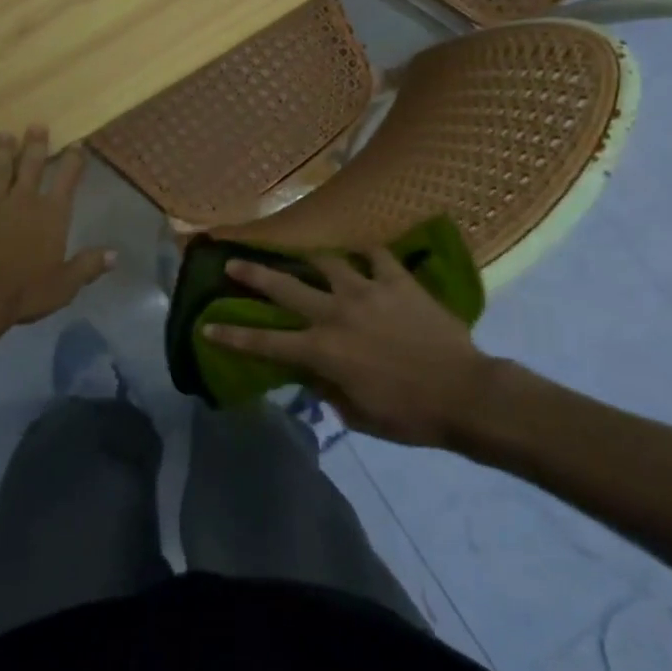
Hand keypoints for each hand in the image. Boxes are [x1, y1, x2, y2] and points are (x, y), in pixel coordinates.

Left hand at [0, 128, 114, 340]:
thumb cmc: (23, 293)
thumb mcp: (64, 286)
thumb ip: (87, 266)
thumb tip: (114, 255)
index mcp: (51, 214)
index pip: (66, 179)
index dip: (73, 161)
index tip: (77, 145)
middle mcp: (22, 200)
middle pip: (30, 164)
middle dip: (35, 144)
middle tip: (36, 125)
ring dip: (1, 150)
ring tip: (3, 135)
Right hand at [205, 248, 504, 449]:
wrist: (465, 393)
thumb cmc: (409, 415)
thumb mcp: (357, 415)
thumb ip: (328, 388)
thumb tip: (312, 372)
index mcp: (323, 350)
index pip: (266, 342)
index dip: (232, 335)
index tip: (206, 325)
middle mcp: (335, 312)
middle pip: (285, 287)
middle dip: (254, 275)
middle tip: (232, 262)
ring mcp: (366, 290)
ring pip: (327, 262)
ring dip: (311, 258)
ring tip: (306, 255)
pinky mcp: (397, 280)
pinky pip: (377, 256)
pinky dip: (367, 255)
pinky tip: (365, 256)